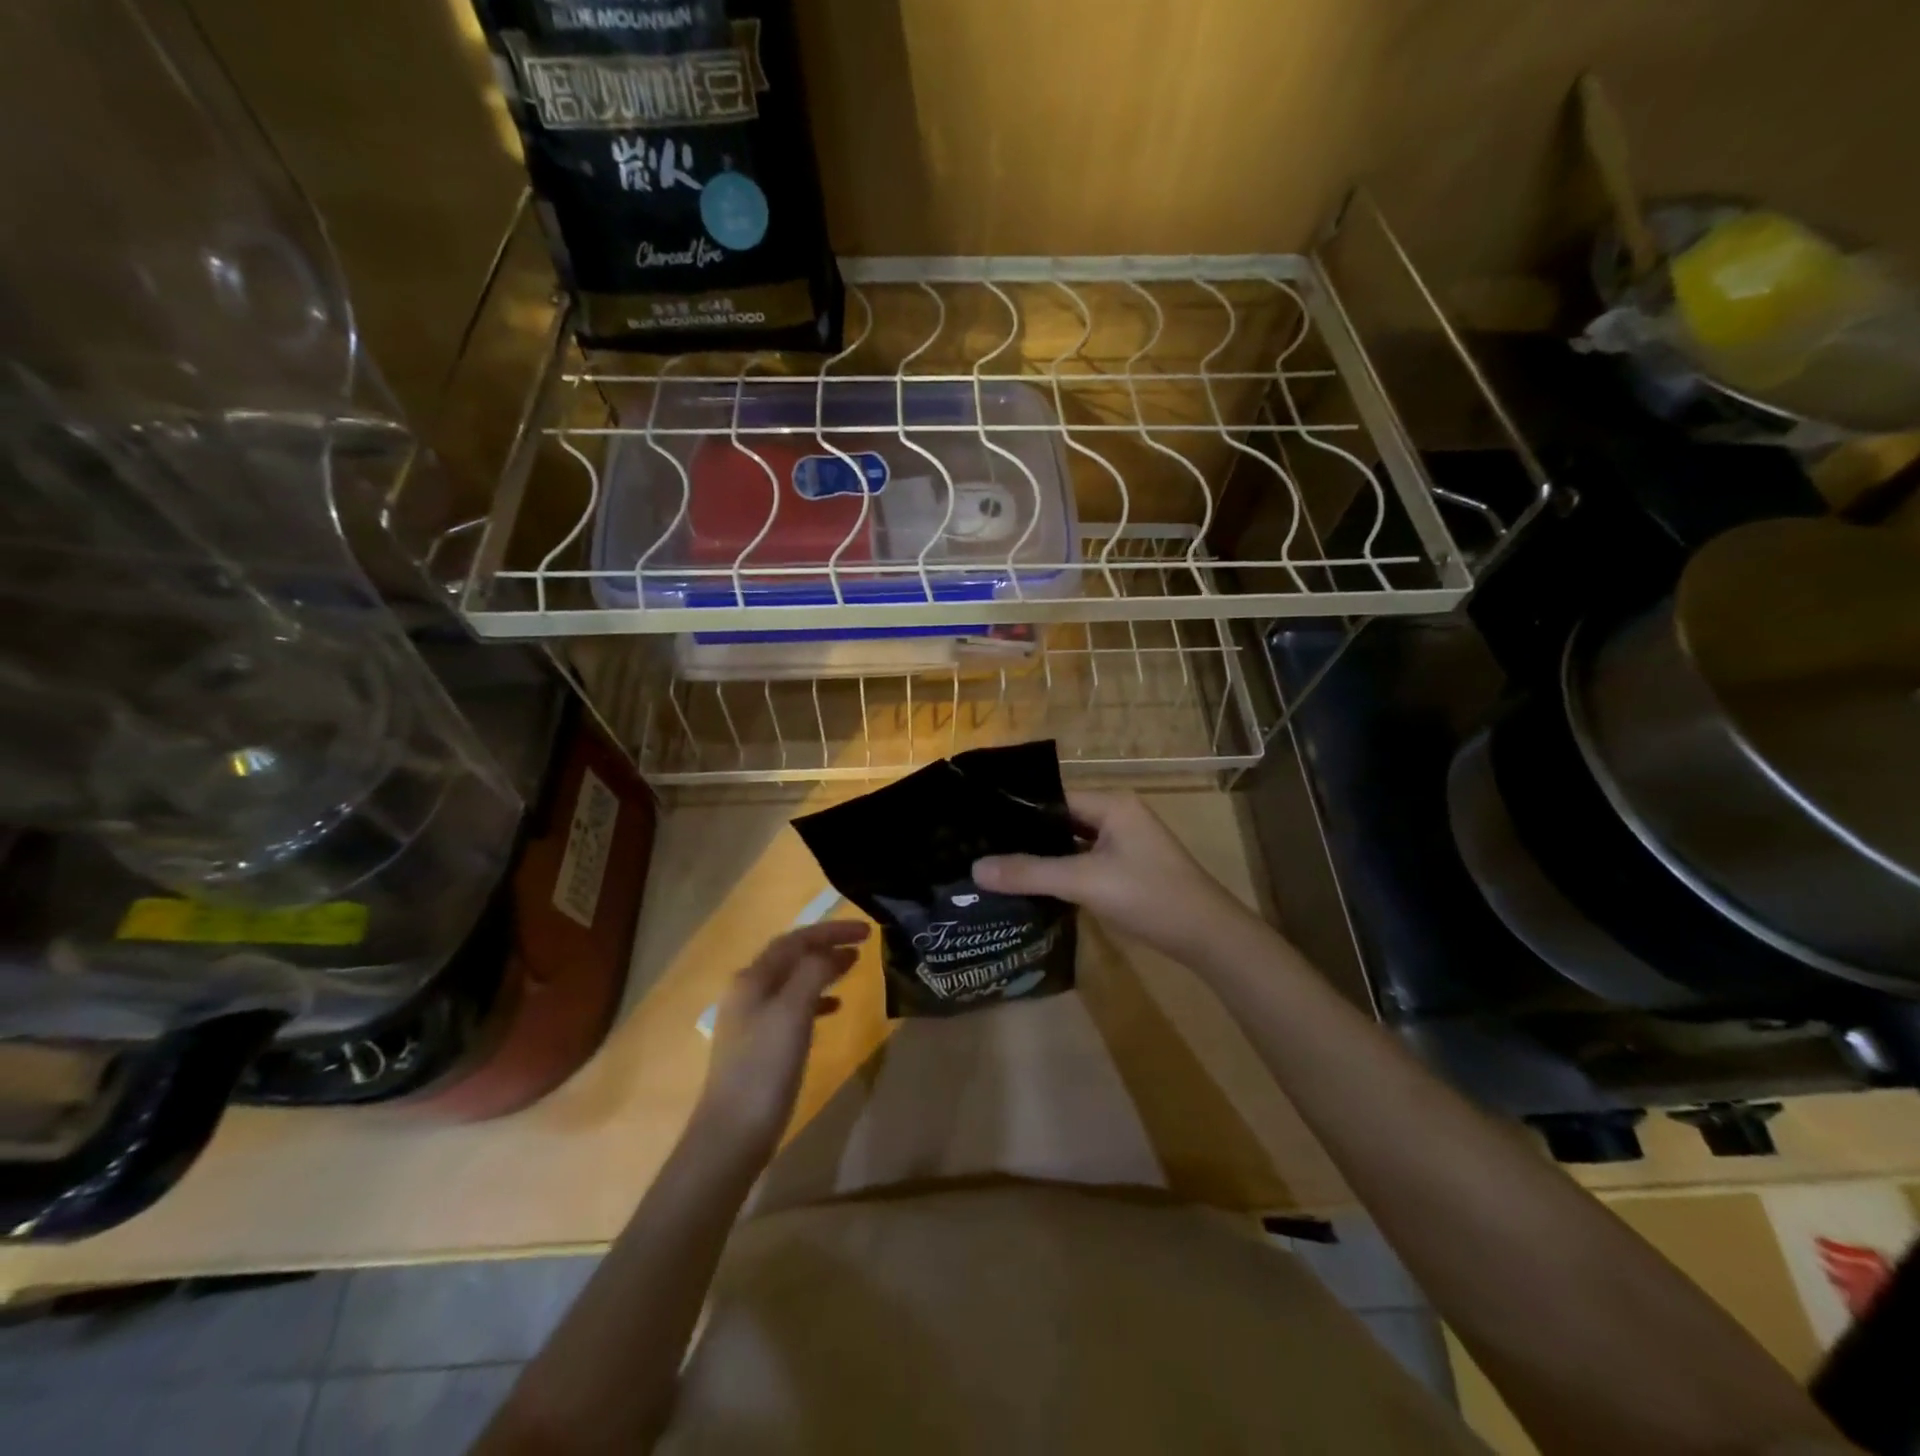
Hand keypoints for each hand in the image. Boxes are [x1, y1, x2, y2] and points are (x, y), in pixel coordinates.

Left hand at [694, 921, 868, 1162]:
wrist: (732, 1135)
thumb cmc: (764, 1068)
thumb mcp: (792, 1012)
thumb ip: (813, 973)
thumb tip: (834, 951)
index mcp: (752, 979)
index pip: (795, 940)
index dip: (831, 931)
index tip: (866, 930)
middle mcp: (747, 992)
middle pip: (792, 957)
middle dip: (826, 946)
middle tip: (863, 944)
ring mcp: (751, 1020)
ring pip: (793, 981)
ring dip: (822, 971)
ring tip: (853, 970)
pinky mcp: (760, 1047)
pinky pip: (792, 1008)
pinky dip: (816, 1000)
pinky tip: (835, 1009)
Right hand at [973, 790, 1258, 962]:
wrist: (1207, 937)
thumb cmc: (1149, 896)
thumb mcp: (1085, 882)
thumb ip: (1031, 873)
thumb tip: (976, 869)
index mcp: (1111, 804)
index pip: (1052, 798)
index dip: (1017, 812)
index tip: (979, 825)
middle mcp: (1117, 816)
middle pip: (1060, 820)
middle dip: (1026, 836)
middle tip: (980, 848)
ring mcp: (1124, 843)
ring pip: (1071, 843)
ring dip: (1043, 855)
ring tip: (997, 865)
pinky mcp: (1126, 869)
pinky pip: (1083, 862)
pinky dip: (1061, 871)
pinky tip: (1032, 885)